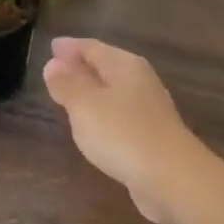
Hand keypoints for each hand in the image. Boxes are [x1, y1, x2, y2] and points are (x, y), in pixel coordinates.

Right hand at [42, 37, 213, 223]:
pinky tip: (95, 126)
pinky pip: (120, 114)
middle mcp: (140, 81)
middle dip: (82, 66)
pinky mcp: (151, 135)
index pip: (92, 48)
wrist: (172, 176)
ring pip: (114, 91)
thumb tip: (53, 64)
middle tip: (57, 68)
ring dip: (93, 90)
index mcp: (125, 66)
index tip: (51, 46)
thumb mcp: (85, 106)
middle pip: (107, 66)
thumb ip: (68, 84)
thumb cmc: (123, 134)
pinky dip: (103, 113)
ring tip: (71, 95)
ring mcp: (149, 109)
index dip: (70, 47)